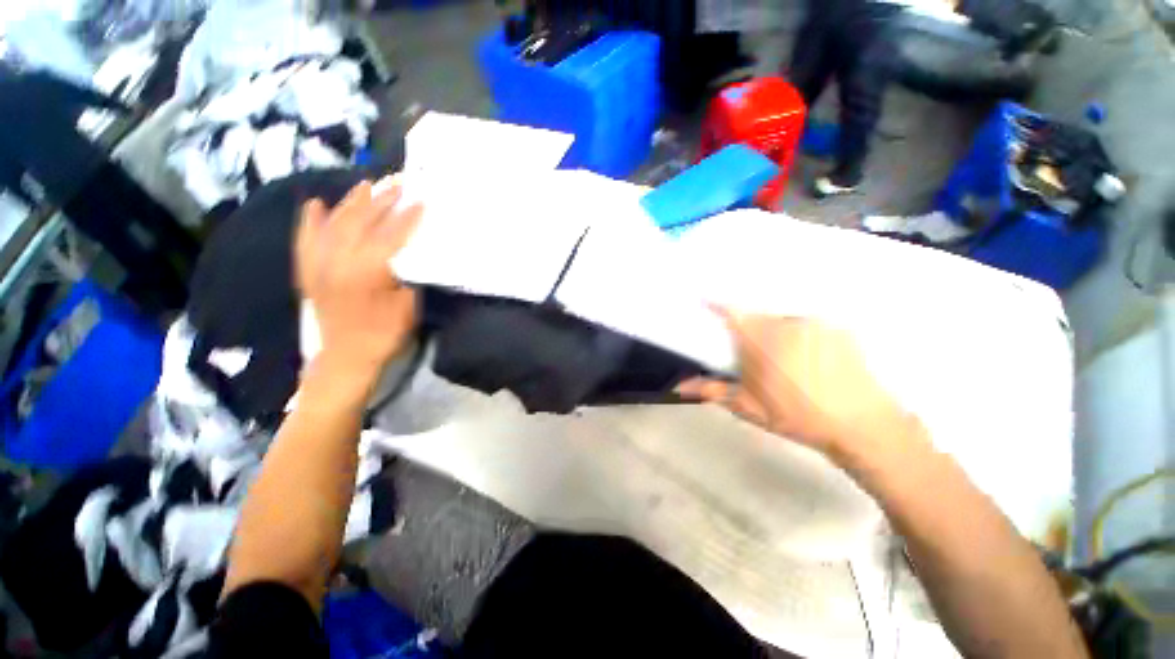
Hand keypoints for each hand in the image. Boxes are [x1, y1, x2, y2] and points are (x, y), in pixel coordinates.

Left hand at [296, 178, 422, 379]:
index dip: (407, 217)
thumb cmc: (385, 333)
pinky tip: (315, 204)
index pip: (390, 235)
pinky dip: (309, 220)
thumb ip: (408, 274)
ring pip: (334, 224)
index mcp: (368, 271)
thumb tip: (412, 251)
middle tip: (398, 184)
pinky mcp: (308, 271)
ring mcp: (319, 264)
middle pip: (361, 222)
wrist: (347, 357)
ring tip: (366, 185)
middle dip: (381, 201)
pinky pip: (305, 239)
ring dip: (351, 202)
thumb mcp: (408, 305)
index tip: (421, 200)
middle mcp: (338, 260)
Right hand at [677, 312, 922, 458]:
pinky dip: (802, 335)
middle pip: (758, 316)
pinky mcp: (837, 327)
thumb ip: (711, 390)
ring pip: (783, 320)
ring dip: (777, 333)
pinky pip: (809, 324)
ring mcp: (815, 322)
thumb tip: (678, 385)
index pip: (731, 310)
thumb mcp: (747, 406)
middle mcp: (786, 321)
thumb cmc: (795, 415)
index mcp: (760, 339)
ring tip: (787, 362)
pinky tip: (812, 359)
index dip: (716, 304)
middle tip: (756, 355)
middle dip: (750, 331)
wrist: (860, 425)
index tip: (706, 301)